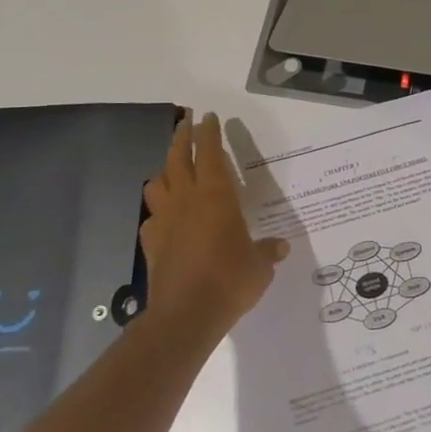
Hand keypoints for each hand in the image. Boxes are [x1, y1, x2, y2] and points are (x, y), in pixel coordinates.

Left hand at [139, 111, 288, 335]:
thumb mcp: (259, 265)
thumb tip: (279, 246)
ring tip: (172, 168)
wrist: (185, 315)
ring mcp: (164, 221)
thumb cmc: (230, 280)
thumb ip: (267, 250)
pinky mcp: (151, 243)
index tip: (209, 116)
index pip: (209, 153)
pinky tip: (166, 217)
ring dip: (164, 170)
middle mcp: (186, 200)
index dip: (209, 132)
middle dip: (182, 137)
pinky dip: (158, 209)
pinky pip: (151, 216)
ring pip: (157, 183)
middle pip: (177, 158)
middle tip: (186, 122)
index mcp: (216, 195)